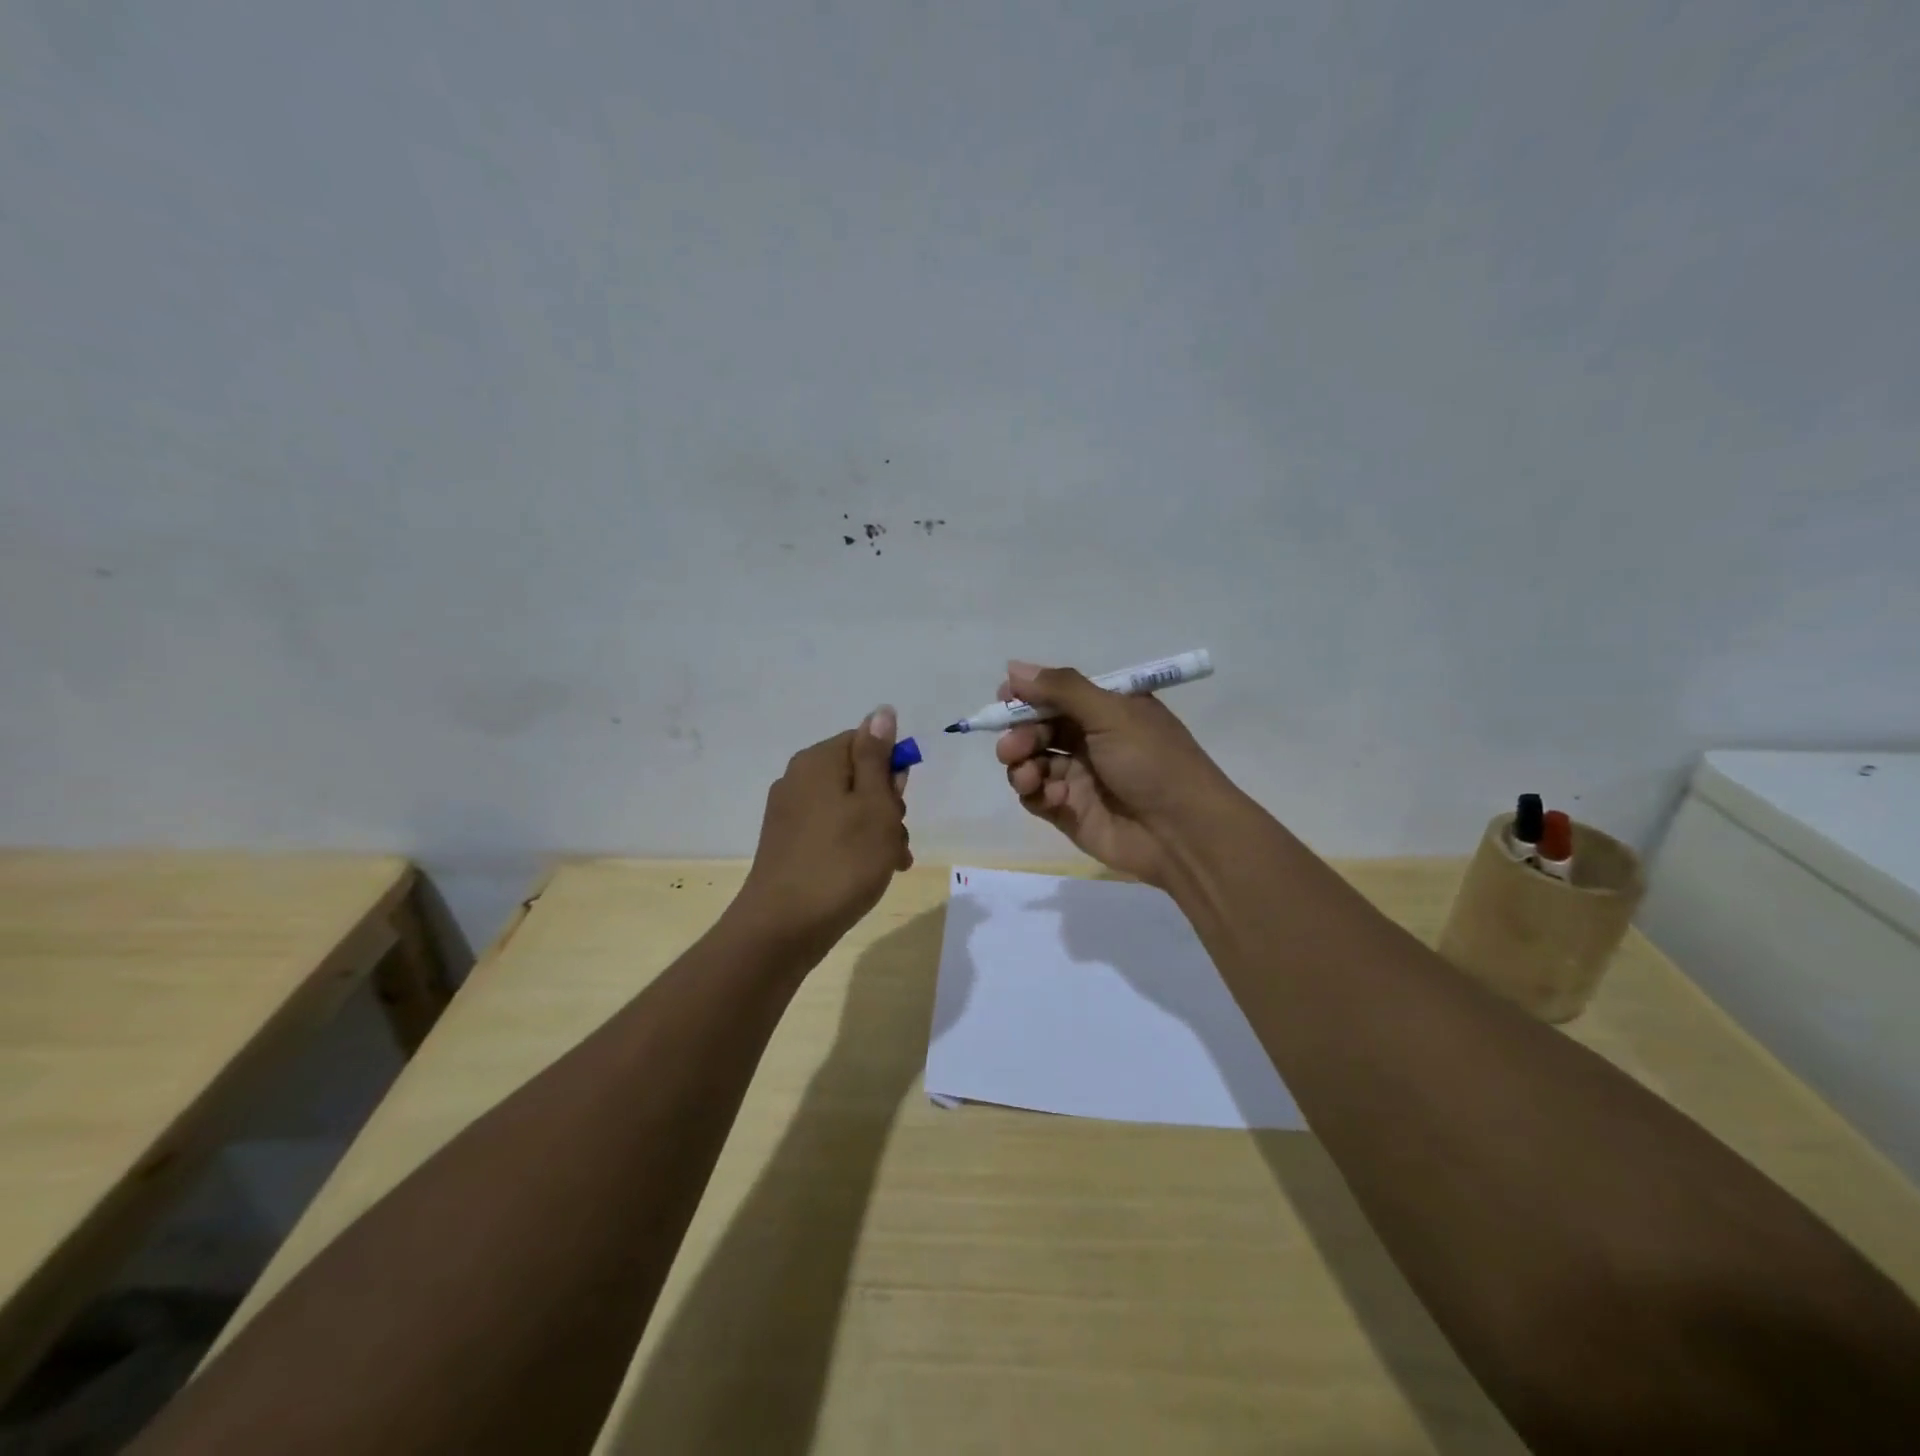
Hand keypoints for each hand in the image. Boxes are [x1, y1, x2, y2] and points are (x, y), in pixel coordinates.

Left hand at [735, 707, 912, 957]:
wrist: (784, 927)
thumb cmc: (842, 861)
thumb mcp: (874, 805)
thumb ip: (878, 757)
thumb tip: (881, 711)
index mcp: (818, 761)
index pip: (866, 741)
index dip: (891, 771)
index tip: (900, 804)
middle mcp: (798, 779)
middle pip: (858, 776)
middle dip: (887, 805)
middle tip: (896, 838)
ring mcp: (789, 813)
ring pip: (848, 808)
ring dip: (876, 831)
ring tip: (890, 864)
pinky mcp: (787, 844)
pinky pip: (831, 832)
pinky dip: (854, 847)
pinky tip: (869, 874)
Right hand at [995, 662, 1240, 888]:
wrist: (1183, 833)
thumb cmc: (1153, 762)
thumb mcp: (1112, 714)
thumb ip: (1062, 689)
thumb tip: (1013, 667)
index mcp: (1106, 710)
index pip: (1056, 694)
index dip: (1028, 696)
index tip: (1004, 699)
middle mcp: (1090, 739)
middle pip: (1037, 728)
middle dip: (1019, 734)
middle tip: (1012, 747)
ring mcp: (1078, 777)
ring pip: (1031, 762)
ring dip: (1021, 765)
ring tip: (1029, 776)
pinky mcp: (1069, 811)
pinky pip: (1037, 796)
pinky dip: (1036, 793)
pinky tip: (1053, 798)